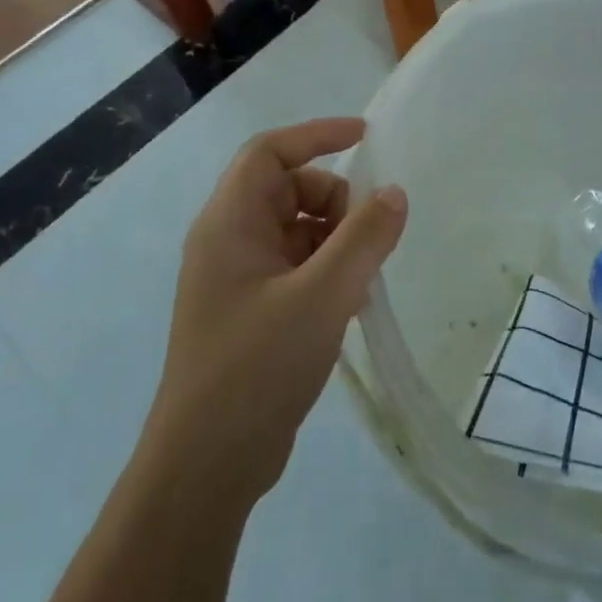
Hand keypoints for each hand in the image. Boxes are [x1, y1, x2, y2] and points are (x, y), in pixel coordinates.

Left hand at [151, 118, 405, 506]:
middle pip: (288, 189)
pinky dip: (328, 270)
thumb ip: (364, 238)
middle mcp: (229, 242)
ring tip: (364, 277)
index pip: (269, 152)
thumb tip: (394, 194)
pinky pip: (297, 266)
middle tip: (370, 235)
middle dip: (335, 200)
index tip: (366, 137)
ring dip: (337, 239)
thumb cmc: (257, 367)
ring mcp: (239, 279)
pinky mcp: (253, 311)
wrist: (207, 466)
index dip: (316, 134)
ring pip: (297, 230)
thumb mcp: (323, 296)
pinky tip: (352, 303)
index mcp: (229, 224)